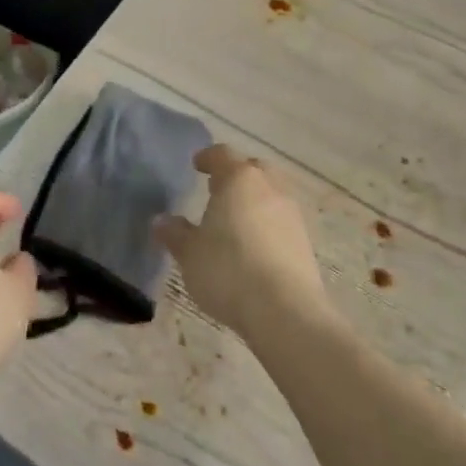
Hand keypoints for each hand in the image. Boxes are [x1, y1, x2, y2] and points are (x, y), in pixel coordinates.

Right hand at [154, 145, 329, 341]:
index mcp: (239, 179)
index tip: (197, 165)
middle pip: (252, 169)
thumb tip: (161, 220)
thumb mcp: (190, 253)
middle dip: (235, 175)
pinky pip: (280, 220)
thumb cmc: (228, 270)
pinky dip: (266, 223)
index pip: (222, 155)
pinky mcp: (305, 240)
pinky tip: (253, 244)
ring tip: (234, 218)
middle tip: (216, 189)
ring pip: (270, 193)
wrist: (284, 310)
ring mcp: (291, 213)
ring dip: (253, 200)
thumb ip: (175, 233)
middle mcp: (269, 187)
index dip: (208, 158)